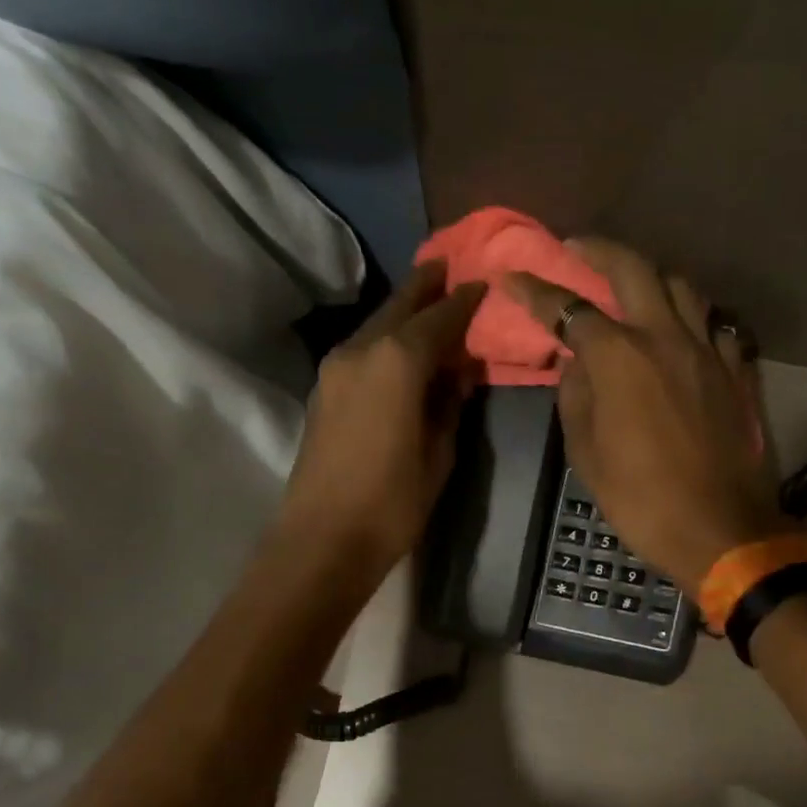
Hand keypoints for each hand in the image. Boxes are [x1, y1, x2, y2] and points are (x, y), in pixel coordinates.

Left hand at [279, 261, 485, 579]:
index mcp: (397, 361)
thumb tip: (455, 376)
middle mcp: (362, 351)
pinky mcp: (322, 391)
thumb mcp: (438, 455)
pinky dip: (383, 340)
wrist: (324, 539)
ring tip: (426, 302)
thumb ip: (448, 406)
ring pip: (375, 326)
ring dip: (401, 313)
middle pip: (399, 307)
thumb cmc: (392, 503)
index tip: (483, 284)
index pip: (439, 318)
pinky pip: (361, 350)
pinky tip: (398, 349)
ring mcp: (335, 369)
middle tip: (448, 267)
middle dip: (425, 286)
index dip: (464, 301)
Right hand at [505, 239, 784, 593]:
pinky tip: (682, 328)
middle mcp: (666, 338)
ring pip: (681, 288)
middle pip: (633, 270)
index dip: (537, 290)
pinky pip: (715, 325)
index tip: (512, 275)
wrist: (719, 530)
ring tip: (631, 285)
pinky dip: (693, 316)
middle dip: (598, 251)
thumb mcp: (587, 457)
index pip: (570, 309)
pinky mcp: (736, 372)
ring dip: (650, 276)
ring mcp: (708, 351)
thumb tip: (576, 365)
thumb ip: (576, 400)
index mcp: (621, 359)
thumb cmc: (641, 500)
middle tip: (576, 248)